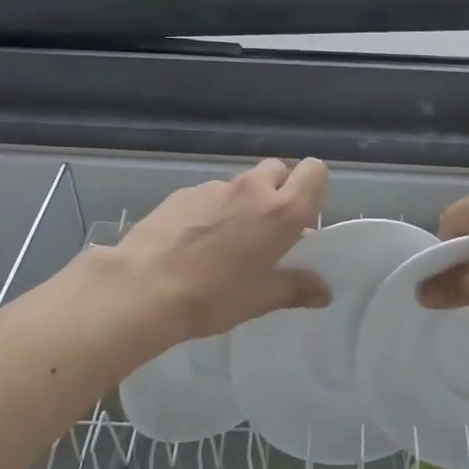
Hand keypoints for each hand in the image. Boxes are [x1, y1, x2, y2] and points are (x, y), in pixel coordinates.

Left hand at [109, 158, 331, 344]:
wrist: (145, 287)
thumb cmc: (214, 296)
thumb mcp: (261, 299)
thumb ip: (297, 289)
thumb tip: (324, 292)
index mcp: (282, 211)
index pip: (314, 171)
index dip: (312, 188)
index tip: (302, 217)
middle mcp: (252, 189)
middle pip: (278, 169)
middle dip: (279, 190)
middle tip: (267, 228)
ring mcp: (215, 187)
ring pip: (242, 183)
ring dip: (244, 202)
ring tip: (225, 240)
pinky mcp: (183, 192)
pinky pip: (210, 194)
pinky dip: (212, 209)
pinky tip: (194, 241)